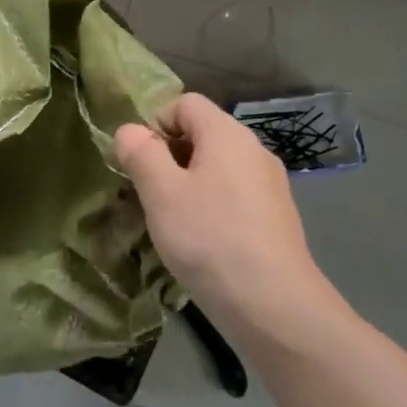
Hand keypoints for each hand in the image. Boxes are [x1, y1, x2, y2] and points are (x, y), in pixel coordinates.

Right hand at [116, 94, 336, 331]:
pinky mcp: (276, 216)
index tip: (141, 164)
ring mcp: (270, 184)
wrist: (273, 303)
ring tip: (173, 223)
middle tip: (150, 196)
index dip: (156, 123)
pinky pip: (234, 195)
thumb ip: (141, 153)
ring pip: (218, 168)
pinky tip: (203, 242)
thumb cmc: (210, 238)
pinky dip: (213, 207)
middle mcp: (254, 150)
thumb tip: (130, 131)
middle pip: (203, 134)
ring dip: (189, 185)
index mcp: (227, 134)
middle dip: (170, 157)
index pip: (186, 103)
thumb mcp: (161, 193)